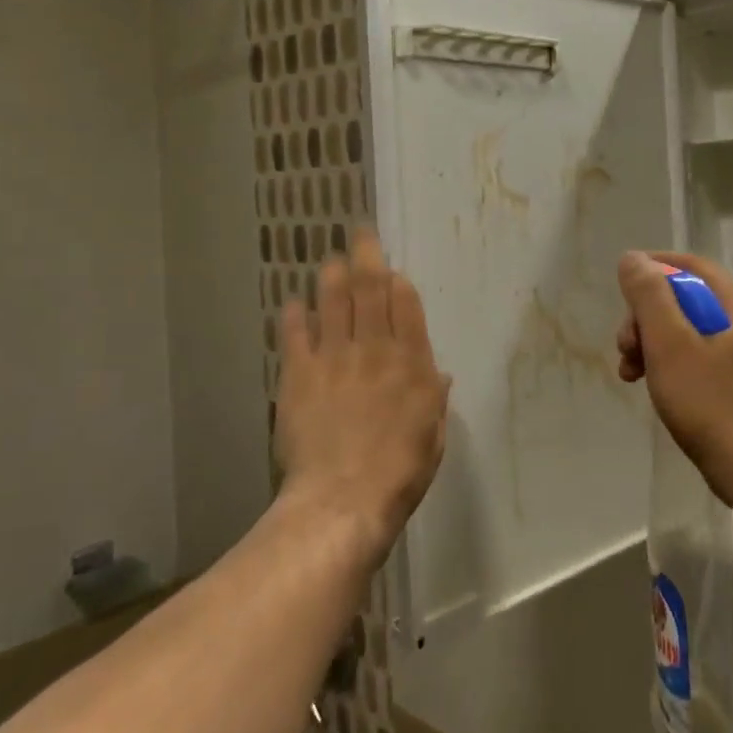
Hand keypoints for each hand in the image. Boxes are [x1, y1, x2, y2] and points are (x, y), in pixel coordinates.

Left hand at [276, 229, 450, 563]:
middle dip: (365, 257)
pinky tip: (294, 303)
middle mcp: (373, 349)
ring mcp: (334, 358)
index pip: (404, 305)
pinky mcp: (299, 375)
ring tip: (330, 260)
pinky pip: (296, 334)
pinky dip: (295, 315)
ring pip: (332, 302)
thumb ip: (434, 399)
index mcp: (411, 362)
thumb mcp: (433, 436)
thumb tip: (438, 375)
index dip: (396, 281)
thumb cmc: (400, 472)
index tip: (389, 268)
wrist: (343, 499)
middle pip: (369, 291)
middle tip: (360, 233)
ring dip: (331, 276)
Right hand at [615, 251, 732, 503]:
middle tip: (625, 347)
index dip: (654, 267)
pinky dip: (669, 366)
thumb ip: (649, 296)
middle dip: (646, 317)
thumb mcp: (670, 342)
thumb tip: (633, 259)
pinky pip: (697, 359)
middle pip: (685, 300)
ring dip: (652, 344)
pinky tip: (652, 388)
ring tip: (630, 373)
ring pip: (687, 333)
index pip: (691, 266)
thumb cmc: (711, 402)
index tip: (622, 282)